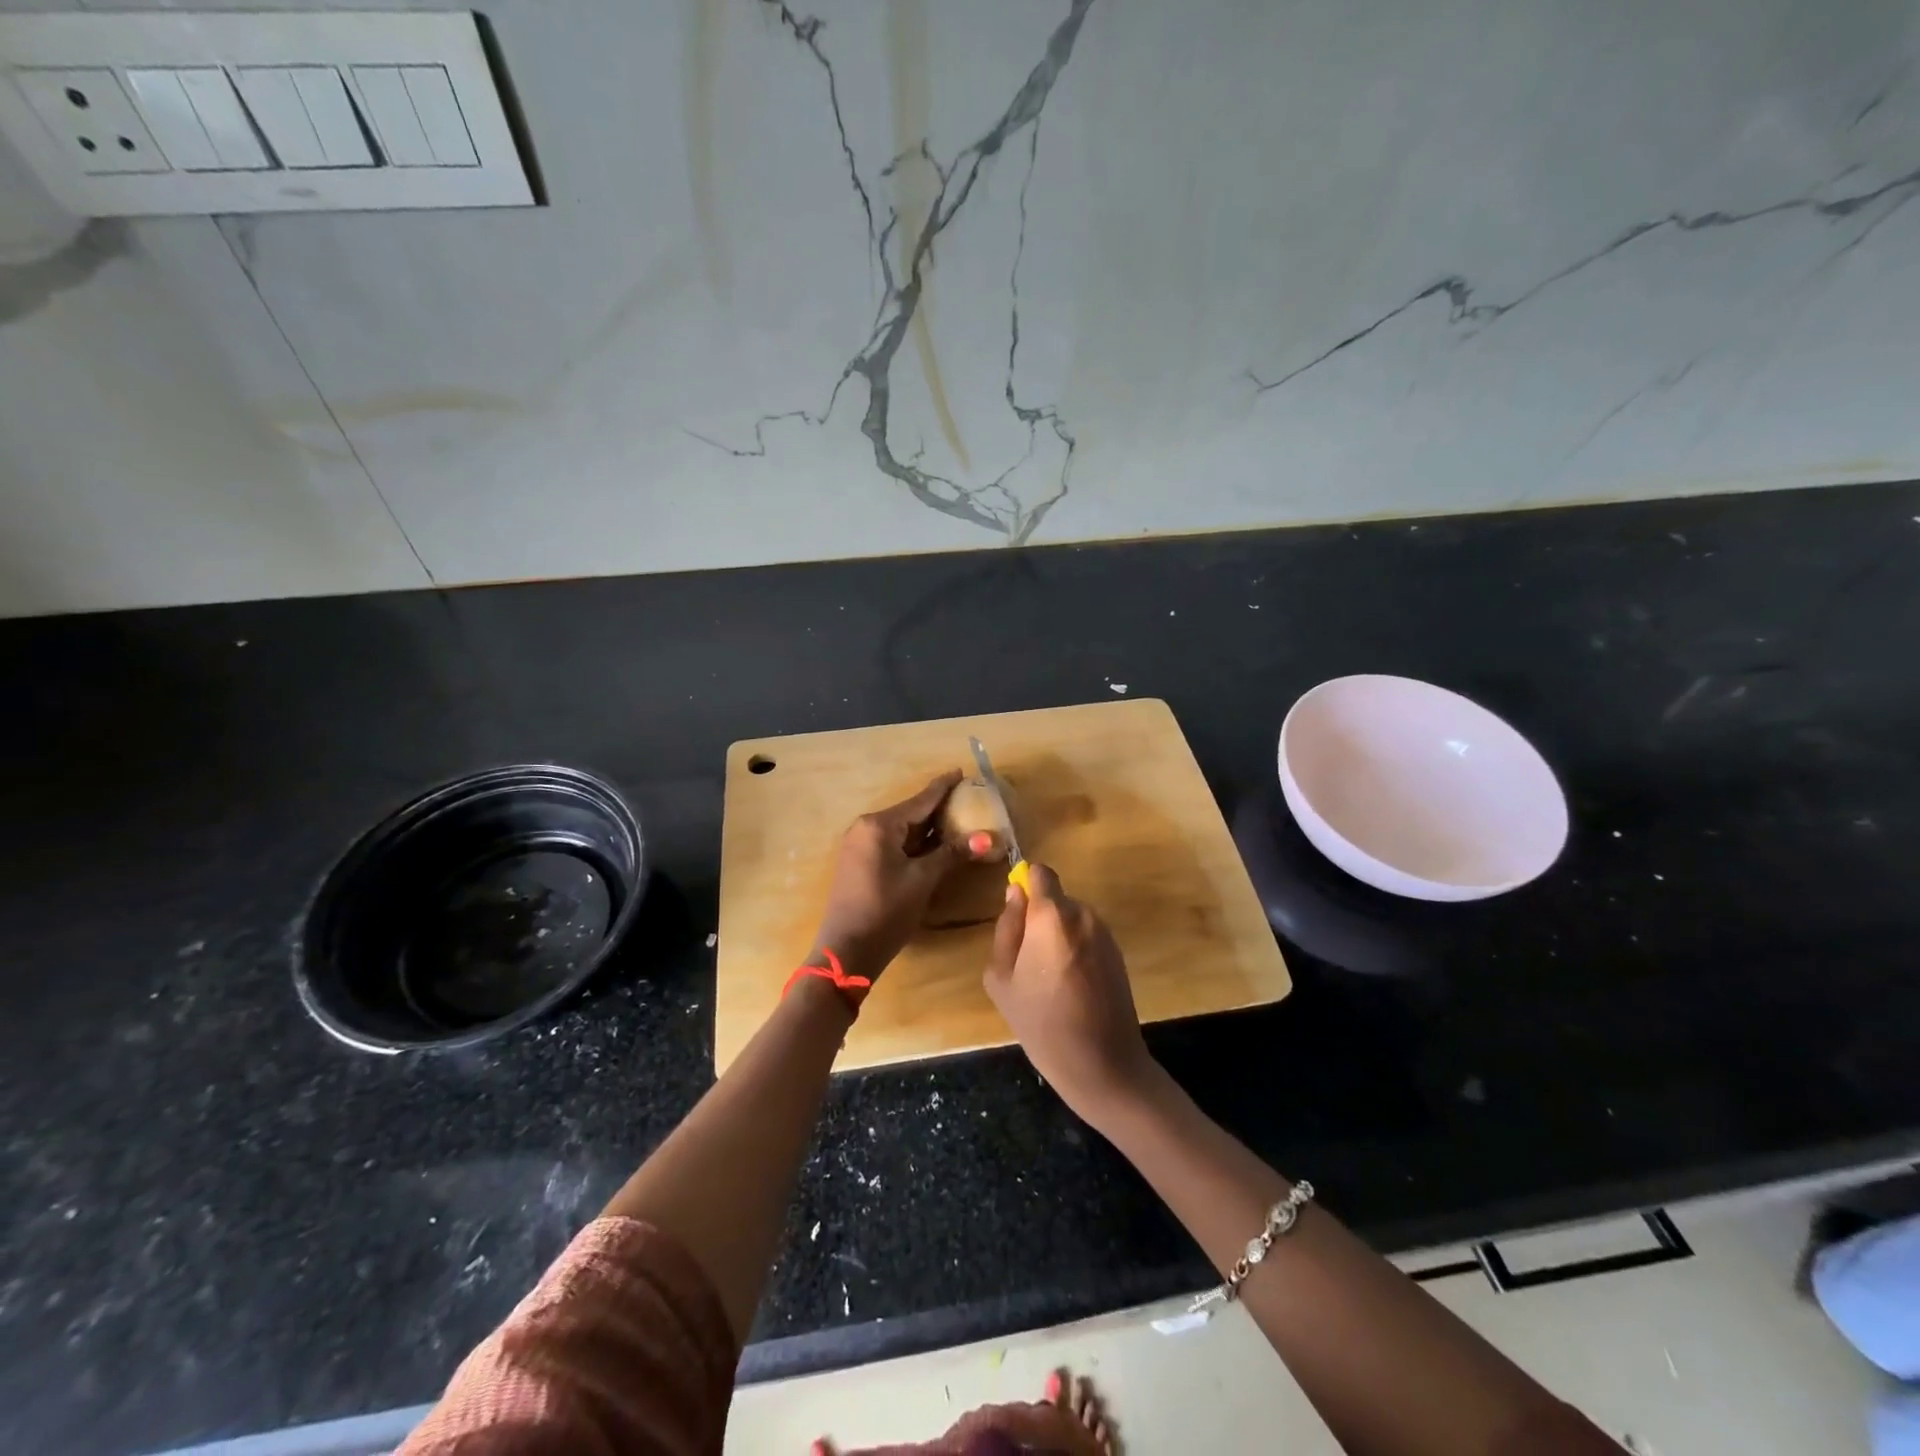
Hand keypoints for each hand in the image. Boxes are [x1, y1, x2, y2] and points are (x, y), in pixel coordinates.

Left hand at [809, 771, 966, 981]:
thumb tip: (987, 838)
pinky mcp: (861, 863)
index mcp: (879, 825)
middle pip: (910, 813)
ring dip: (929, 829)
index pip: (920, 800)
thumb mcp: (922, 880)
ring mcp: (860, 846)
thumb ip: (952, 854)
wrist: (847, 950)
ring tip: (958, 820)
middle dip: (939, 808)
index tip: (961, 772)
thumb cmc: (886, 910)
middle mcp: (866, 828)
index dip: (943, 787)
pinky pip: (893, 843)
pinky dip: (915, 843)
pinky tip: (935, 846)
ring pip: (902, 830)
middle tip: (968, 800)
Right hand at [982, 863, 1155, 1123]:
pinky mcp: (1118, 953)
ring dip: (1058, 936)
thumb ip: (1007, 928)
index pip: (1041, 873)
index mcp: (1052, 916)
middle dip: (1040, 918)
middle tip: (1027, 961)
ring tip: (1049, 980)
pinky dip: (1076, 950)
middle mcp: (1083, 914)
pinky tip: (1071, 987)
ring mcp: (1105, 933)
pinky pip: (1087, 937)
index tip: (1017, 914)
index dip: (1026, 885)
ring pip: (1071, 919)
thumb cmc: (1042, 1023)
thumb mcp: (1002, 978)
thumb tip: (1015, 894)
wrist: (1103, 1064)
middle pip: (1055, 899)